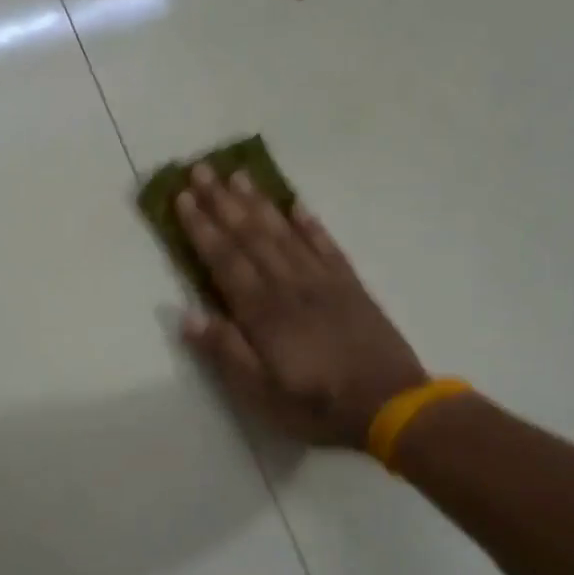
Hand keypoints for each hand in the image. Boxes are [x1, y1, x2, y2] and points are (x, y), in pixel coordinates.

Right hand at [176, 164, 423, 447]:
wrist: (390, 405)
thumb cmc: (316, 405)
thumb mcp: (260, 394)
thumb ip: (225, 352)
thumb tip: (187, 316)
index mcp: (263, 312)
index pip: (225, 260)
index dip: (202, 227)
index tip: (183, 197)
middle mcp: (289, 285)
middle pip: (251, 235)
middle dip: (222, 202)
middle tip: (201, 169)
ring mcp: (323, 281)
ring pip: (284, 232)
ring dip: (258, 202)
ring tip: (238, 175)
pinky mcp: (350, 285)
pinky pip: (326, 245)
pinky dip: (309, 223)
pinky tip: (296, 205)